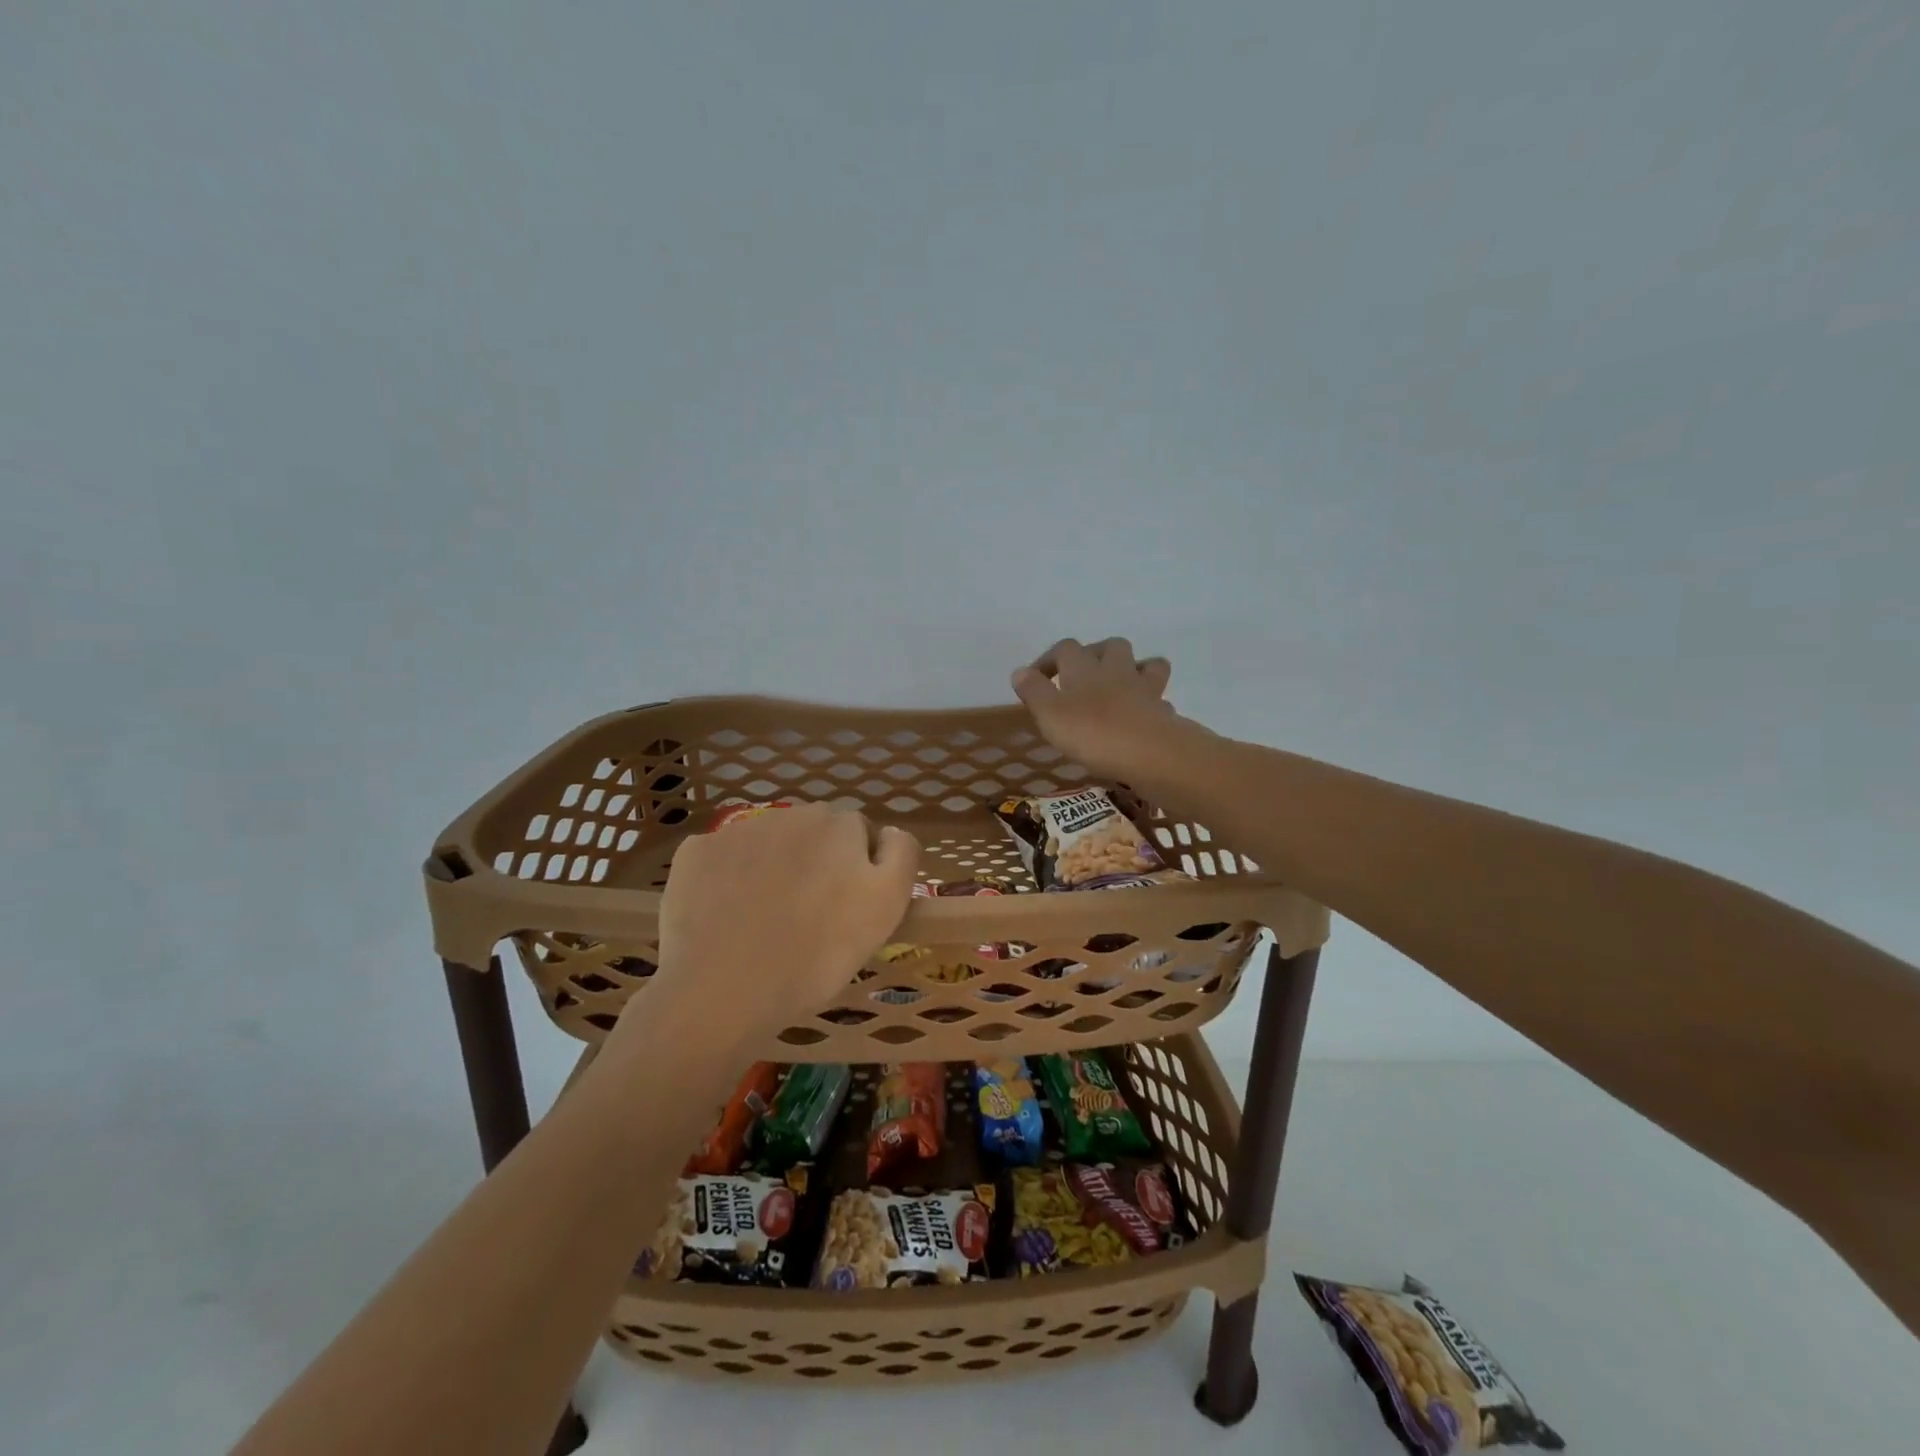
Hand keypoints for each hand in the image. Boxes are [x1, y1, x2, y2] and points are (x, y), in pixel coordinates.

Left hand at [625, 804, 919, 1057]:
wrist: (724, 992)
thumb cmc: (817, 955)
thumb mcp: (886, 907)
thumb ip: (901, 856)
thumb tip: (889, 832)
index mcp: (839, 824)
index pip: (860, 836)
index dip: (858, 872)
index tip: (848, 909)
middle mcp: (790, 813)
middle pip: (814, 834)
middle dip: (816, 864)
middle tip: (810, 918)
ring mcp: (738, 831)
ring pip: (768, 844)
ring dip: (774, 868)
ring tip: (766, 921)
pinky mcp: (696, 853)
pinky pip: (723, 859)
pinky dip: (728, 879)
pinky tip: (727, 917)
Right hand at [1011, 637, 1187, 779]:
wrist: (1149, 751)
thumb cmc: (1092, 732)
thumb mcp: (1049, 714)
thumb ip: (1034, 691)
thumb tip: (1020, 672)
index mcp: (1083, 666)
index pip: (1064, 648)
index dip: (1049, 660)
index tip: (1037, 678)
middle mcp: (1115, 668)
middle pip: (1110, 646)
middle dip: (1095, 654)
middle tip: (1082, 675)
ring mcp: (1144, 687)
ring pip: (1143, 664)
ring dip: (1131, 668)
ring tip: (1119, 686)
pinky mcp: (1163, 709)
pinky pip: (1158, 696)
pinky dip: (1151, 700)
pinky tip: (1141, 713)